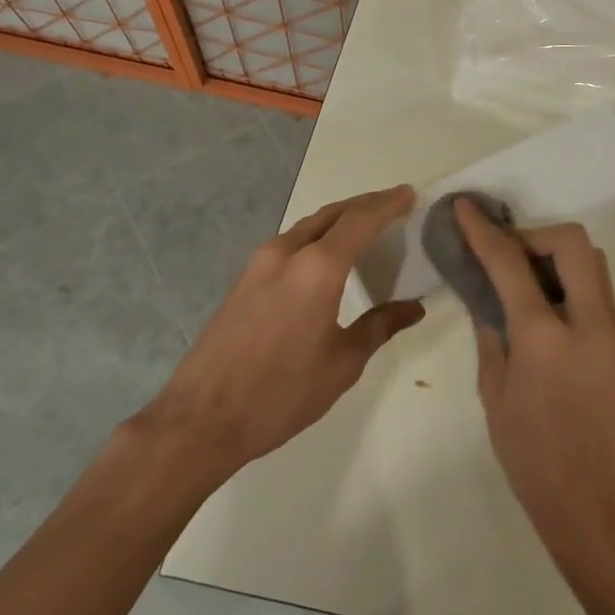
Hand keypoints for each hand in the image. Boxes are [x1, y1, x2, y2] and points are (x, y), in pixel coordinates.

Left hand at [140, 185, 423, 485]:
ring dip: (339, 218)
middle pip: (333, 213)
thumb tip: (414, 308)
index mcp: (317, 268)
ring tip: (366, 226)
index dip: (388, 204)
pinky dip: (317, 236)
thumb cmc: (281, 393)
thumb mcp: (342, 364)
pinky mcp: (244, 279)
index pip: (360, 220)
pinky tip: (327, 256)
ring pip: (308, 225)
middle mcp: (287, 252)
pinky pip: (290, 242)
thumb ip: (380, 326)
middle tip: (394, 205)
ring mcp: (259, 263)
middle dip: (365, 204)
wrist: (201, 420)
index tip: (410, 194)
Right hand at [454, 200, 614, 578]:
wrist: (600, 507)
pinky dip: (570, 279)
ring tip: (524, 278)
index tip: (465, 207)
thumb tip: (485, 295)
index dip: (484, 230)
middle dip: (534, 235)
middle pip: (571, 242)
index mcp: (545, 337)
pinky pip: (597, 288)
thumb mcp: (494, 394)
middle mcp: (588, 321)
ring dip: (556, 254)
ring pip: (592, 261)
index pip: (511, 263)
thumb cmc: (534, 459)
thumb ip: (491, 334)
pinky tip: (545, 305)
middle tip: (506, 255)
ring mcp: (613, 331)